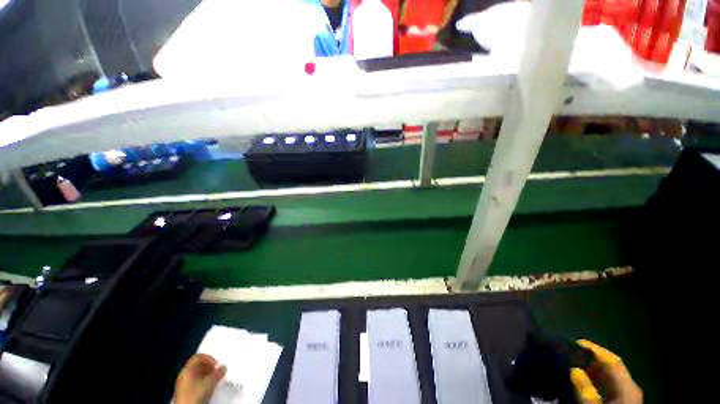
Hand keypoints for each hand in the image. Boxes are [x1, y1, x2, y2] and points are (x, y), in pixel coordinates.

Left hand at [175, 353, 226, 403]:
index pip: (198, 356)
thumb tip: (223, 368)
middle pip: (197, 365)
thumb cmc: (196, 393)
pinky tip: (208, 387)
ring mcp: (182, 384)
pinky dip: (202, 382)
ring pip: (196, 374)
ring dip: (206, 375)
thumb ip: (218, 372)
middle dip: (208, 367)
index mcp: (187, 369)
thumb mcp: (211, 381)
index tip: (216, 364)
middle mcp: (183, 374)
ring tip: (214, 379)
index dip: (209, 358)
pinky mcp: (184, 392)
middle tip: (216, 371)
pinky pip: (194, 383)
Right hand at [570, 340, 641, 403]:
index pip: (612, 360)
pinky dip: (593, 380)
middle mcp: (628, 387)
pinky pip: (606, 386)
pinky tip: (581, 381)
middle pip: (610, 368)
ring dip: (591, 370)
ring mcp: (625, 396)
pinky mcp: (619, 402)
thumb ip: (585, 390)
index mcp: (627, 386)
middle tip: (568, 353)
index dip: (594, 349)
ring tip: (571, 365)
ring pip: (608, 377)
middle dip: (590, 359)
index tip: (574, 341)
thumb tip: (573, 369)